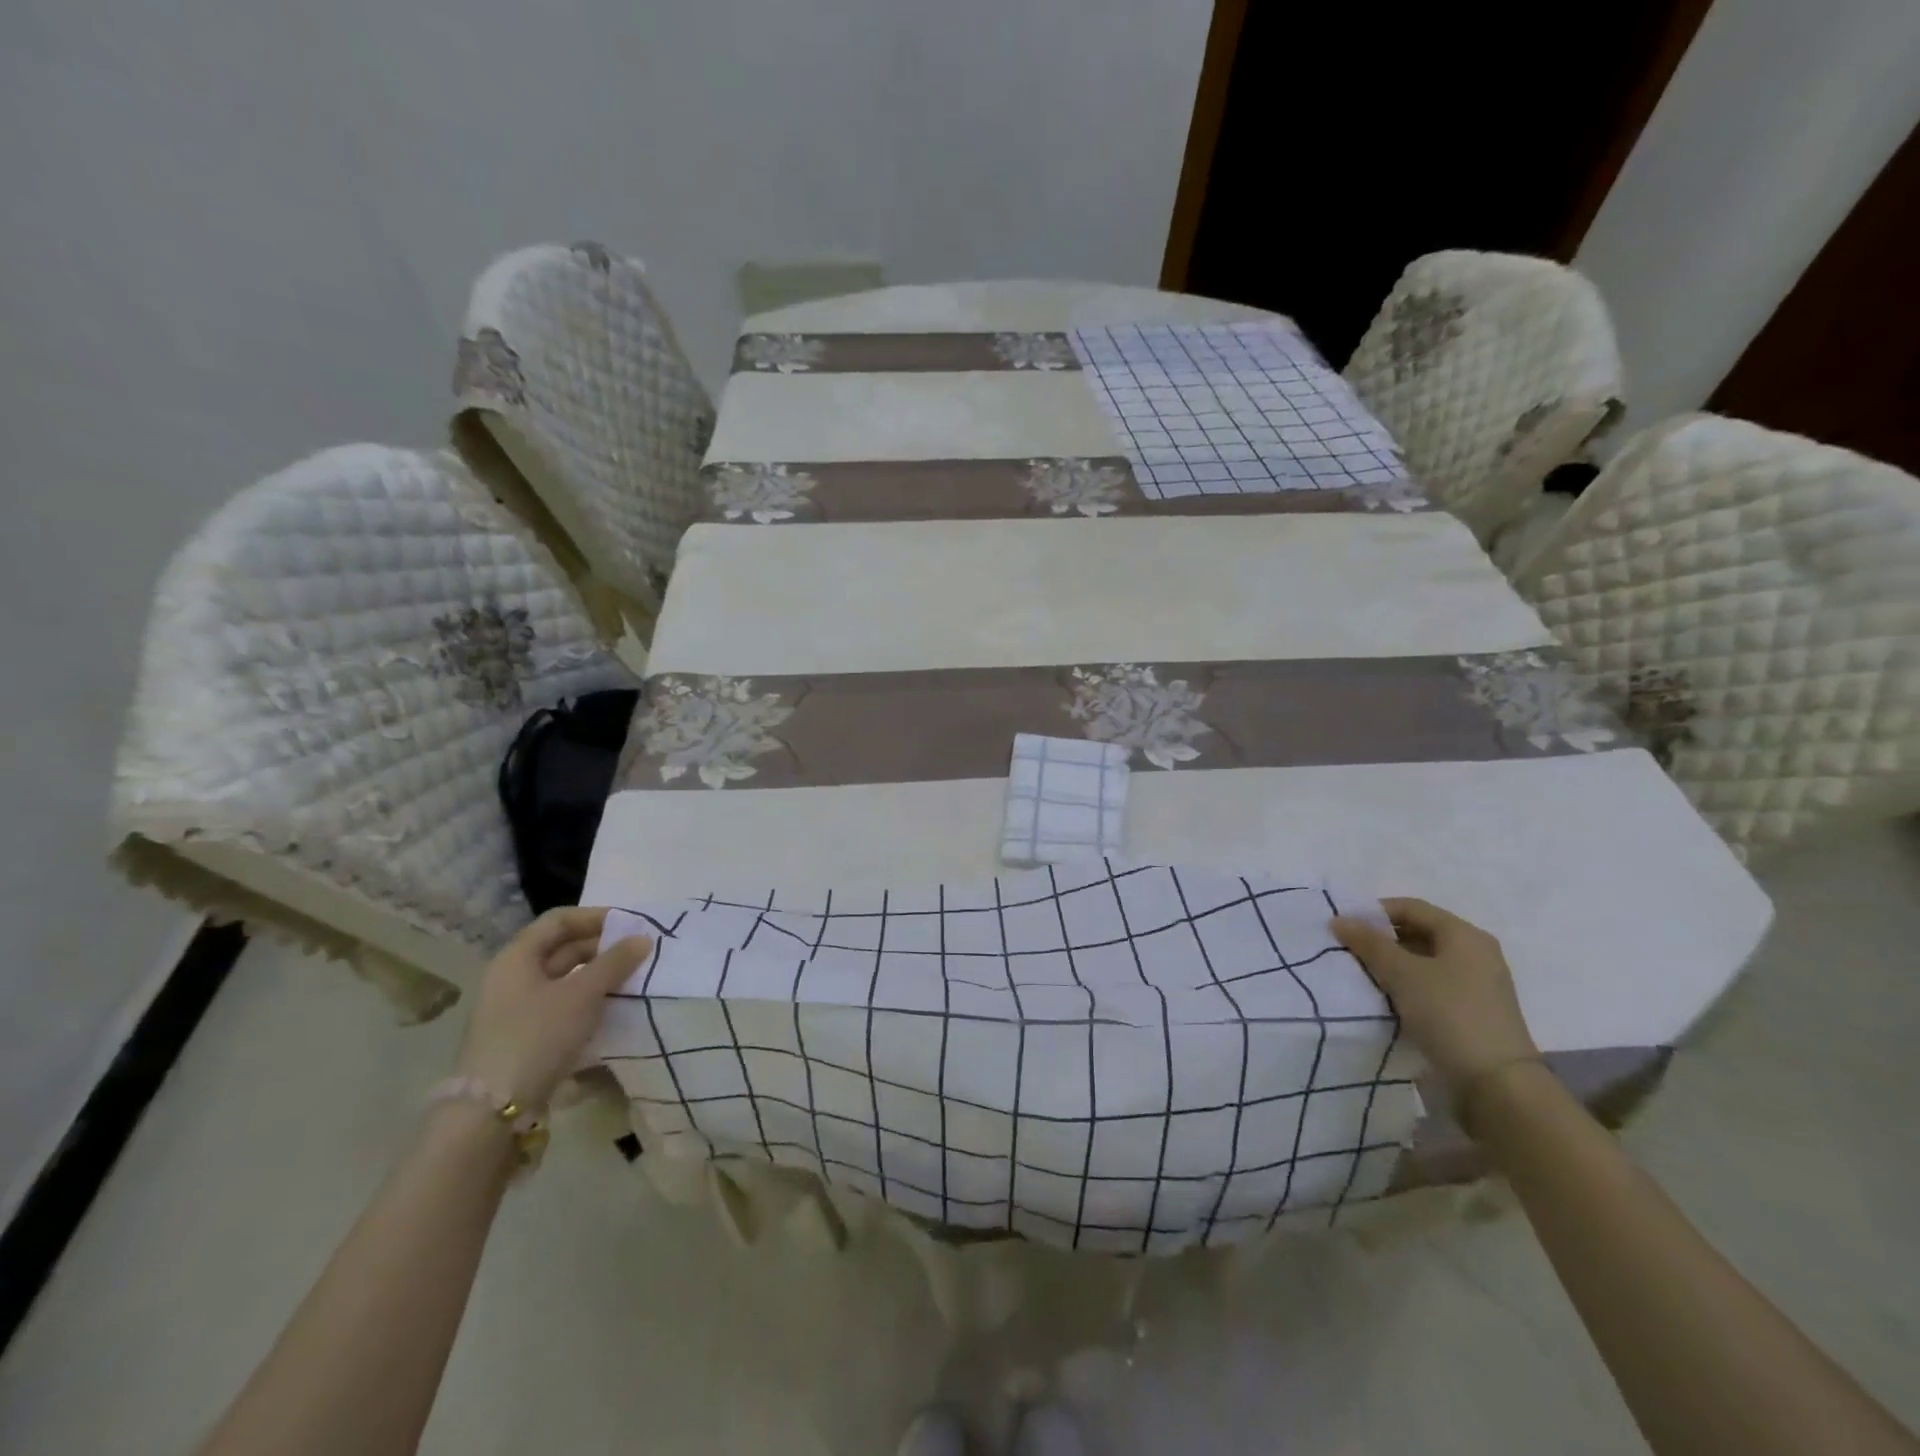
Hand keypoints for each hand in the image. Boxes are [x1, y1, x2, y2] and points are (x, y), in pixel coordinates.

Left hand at [453, 907, 652, 1110]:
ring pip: (563, 980)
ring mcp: (516, 1011)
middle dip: (601, 947)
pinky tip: (612, 1010)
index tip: (630, 924)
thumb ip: (615, 962)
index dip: (595, 916)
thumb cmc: (537, 1036)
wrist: (493, 1111)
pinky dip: (587, 1002)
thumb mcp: (583, 994)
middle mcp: (512, 978)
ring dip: (597, 976)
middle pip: (561, 949)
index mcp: (517, 958)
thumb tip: (642, 938)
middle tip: (638, 953)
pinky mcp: (524, 1038)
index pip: (558, 920)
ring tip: (632, 980)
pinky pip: (561, 1007)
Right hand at [1329, 898, 1538, 1091]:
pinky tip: (1385, 998)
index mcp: (1464, 935)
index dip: (1375, 912)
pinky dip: (1406, 985)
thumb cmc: (1448, 1013)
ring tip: (1361, 975)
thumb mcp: (1402, 973)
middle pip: (1418, 932)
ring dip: (1391, 964)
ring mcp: (1476, 984)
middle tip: (1348, 951)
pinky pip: (1431, 985)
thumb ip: (1368, 943)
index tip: (1344, 927)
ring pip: (1423, 961)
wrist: (1496, 1084)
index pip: (1412, 908)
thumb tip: (1338, 919)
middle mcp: (1475, 953)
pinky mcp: (1472, 1011)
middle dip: (1381, 939)